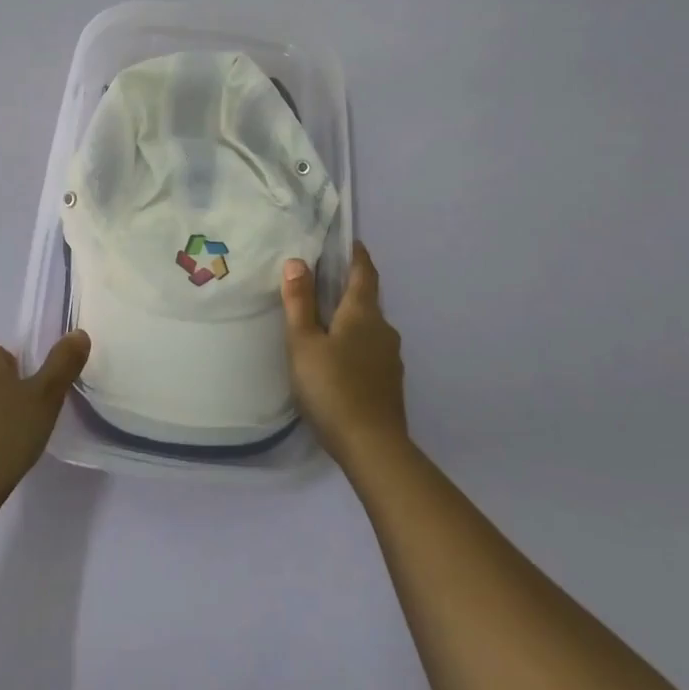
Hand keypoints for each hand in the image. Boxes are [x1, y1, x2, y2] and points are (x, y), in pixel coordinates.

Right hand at [282, 242, 409, 470]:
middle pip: (367, 300)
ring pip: (368, 328)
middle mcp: (384, 330)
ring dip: (350, 320)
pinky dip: (355, 345)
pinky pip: (370, 351)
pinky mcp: (389, 383)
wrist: (372, 447)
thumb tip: (297, 261)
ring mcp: (391, 358)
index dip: (357, 256)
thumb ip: (300, 302)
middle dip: (347, 289)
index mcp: (363, 313)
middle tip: (320, 284)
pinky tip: (337, 360)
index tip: (349, 242)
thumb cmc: (332, 387)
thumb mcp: (304, 342)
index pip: (364, 273)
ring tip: (323, 324)